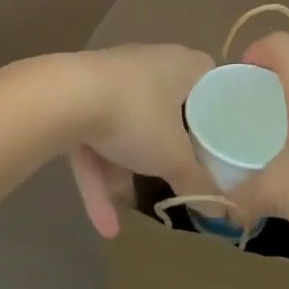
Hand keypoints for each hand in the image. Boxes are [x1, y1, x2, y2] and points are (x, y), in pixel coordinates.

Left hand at [66, 44, 214, 237]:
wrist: (64, 97)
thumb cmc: (136, 115)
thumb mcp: (174, 157)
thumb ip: (198, 182)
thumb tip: (222, 211)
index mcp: (183, 65)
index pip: (212, 82)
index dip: (220, 111)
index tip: (224, 140)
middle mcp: (150, 64)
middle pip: (169, 108)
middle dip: (169, 147)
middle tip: (182, 172)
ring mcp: (111, 79)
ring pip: (128, 127)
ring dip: (127, 169)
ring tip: (132, 207)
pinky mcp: (78, 97)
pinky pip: (96, 139)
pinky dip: (100, 176)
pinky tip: (104, 224)